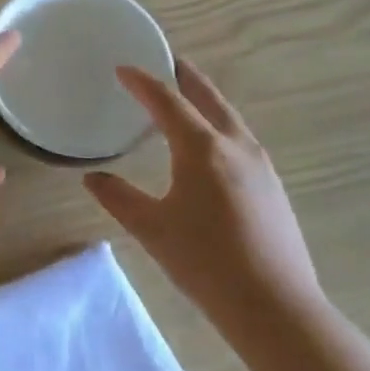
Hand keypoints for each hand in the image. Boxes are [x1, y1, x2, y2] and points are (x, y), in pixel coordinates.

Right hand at [84, 59, 323, 325]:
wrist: (276, 308)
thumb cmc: (206, 263)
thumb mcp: (152, 229)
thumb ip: (119, 198)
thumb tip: (92, 178)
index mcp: (202, 148)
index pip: (167, 101)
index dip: (143, 82)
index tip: (123, 68)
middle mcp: (235, 145)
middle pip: (208, 98)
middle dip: (186, 77)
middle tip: (168, 62)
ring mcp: (261, 165)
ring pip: (229, 118)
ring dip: (206, 101)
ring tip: (187, 99)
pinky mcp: (273, 187)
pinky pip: (241, 140)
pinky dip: (220, 126)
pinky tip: (212, 148)